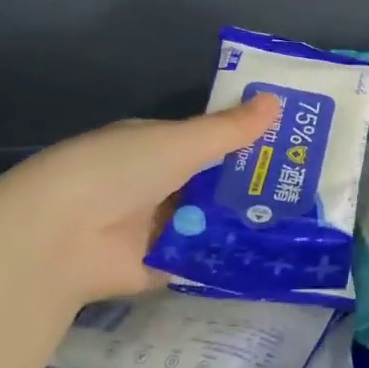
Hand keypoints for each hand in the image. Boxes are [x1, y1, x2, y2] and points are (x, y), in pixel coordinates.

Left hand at [0, 92, 281, 308]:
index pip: (206, 142)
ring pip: (210, 221)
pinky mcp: (158, 267)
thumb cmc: (120, 171)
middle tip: (307, 188)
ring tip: (300, 222)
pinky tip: (271, 256)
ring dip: (243, 222)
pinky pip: (201, 259)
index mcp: (153, 147)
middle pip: (212, 184)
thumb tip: (277, 100)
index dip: (245, 142)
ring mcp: (155, 228)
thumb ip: (230, 129)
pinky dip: (228, 257)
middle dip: (251, 186)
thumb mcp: (182, 142)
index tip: (290, 145)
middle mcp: (153, 185)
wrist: (62, 238)